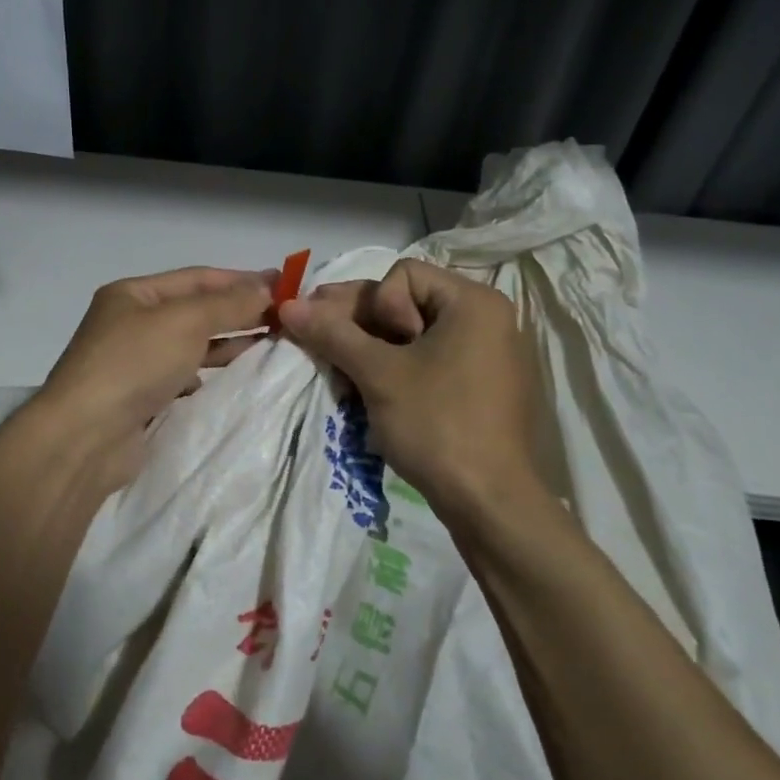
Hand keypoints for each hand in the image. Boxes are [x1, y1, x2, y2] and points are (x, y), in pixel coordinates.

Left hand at [31, 266, 275, 497]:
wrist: (86, 437)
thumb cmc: (134, 363)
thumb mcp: (185, 321)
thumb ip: (228, 303)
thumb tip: (267, 286)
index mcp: (133, 294)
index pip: (197, 278)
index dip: (240, 279)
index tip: (283, 284)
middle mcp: (131, 323)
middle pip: (195, 310)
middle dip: (238, 311)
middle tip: (285, 316)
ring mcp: (134, 362)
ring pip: (191, 345)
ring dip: (229, 342)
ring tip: (272, 343)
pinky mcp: (141, 398)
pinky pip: (184, 376)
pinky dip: (210, 373)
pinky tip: (235, 376)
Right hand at [280, 259, 550, 527]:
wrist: (491, 504)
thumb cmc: (437, 425)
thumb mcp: (378, 374)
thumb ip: (332, 333)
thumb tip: (288, 305)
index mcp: (474, 302)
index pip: (404, 274)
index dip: (375, 304)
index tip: (372, 347)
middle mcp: (487, 319)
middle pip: (408, 302)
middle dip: (362, 324)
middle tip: (323, 345)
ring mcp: (487, 355)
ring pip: (414, 335)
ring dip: (373, 349)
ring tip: (342, 373)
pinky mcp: (480, 387)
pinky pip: (430, 360)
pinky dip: (397, 369)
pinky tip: (369, 389)